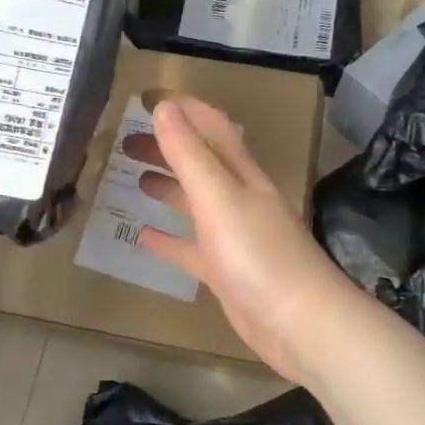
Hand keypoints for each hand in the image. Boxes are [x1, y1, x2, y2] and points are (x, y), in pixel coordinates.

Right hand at [122, 95, 358, 383]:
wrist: (299, 324)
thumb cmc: (257, 253)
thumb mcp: (218, 196)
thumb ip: (189, 154)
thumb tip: (165, 108)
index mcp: (241, 173)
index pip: (212, 127)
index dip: (184, 110)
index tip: (146, 100)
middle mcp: (239, 198)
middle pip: (200, 162)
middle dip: (167, 147)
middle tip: (125, 143)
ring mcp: (233, 236)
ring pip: (195, 202)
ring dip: (168, 186)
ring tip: (134, 179)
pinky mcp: (226, 271)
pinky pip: (191, 248)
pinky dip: (169, 239)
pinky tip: (143, 237)